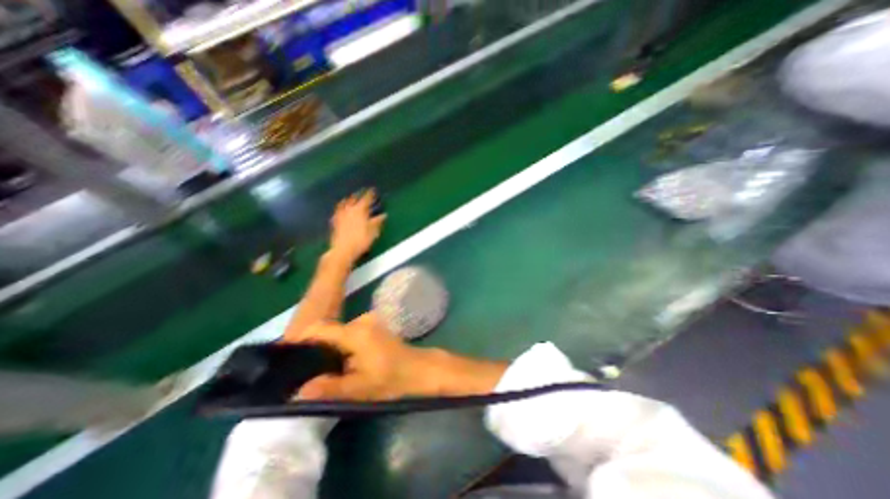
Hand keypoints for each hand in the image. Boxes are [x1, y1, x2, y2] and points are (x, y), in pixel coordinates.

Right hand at [294, 315, 507, 400]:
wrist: (419, 370)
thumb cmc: (393, 378)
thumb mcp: (360, 388)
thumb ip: (329, 388)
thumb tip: (297, 392)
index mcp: (355, 331)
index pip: (320, 329)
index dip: (301, 342)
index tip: (287, 360)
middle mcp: (361, 321)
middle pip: (328, 332)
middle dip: (313, 351)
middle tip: (301, 373)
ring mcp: (368, 323)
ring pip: (338, 335)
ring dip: (328, 351)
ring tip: (319, 372)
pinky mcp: (372, 329)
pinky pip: (348, 336)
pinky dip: (340, 349)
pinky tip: (339, 365)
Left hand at [326, 189, 381, 260]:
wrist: (343, 250)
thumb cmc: (360, 241)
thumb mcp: (372, 232)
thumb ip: (377, 222)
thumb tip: (383, 215)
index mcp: (360, 211)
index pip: (366, 199)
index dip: (370, 194)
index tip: (373, 190)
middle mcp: (349, 210)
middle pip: (354, 199)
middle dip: (358, 195)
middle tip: (362, 193)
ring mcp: (341, 215)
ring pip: (344, 204)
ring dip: (348, 200)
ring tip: (350, 197)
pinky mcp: (335, 222)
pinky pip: (338, 211)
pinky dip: (340, 208)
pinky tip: (341, 209)